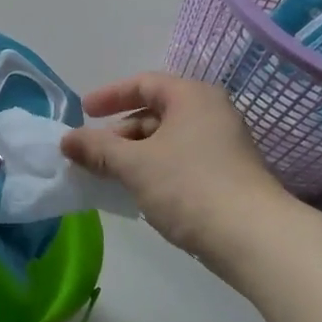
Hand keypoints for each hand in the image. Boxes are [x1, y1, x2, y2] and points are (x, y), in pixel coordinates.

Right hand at [62, 74, 288, 270]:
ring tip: (110, 176)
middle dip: (120, 131)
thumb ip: (97, 148)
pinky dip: (155, 168)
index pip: (144, 83)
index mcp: (192, 96)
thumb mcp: (135, 165)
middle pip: (155, 112)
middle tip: (93, 153)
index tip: (83, 111)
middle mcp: (211, 112)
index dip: (110, 96)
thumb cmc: (190, 187)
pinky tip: (139, 191)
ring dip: (135, 153)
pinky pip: (181, 160)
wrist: (254, 238)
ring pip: (168, 139)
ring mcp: (224, 144)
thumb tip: (67, 140)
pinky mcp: (228, 174)